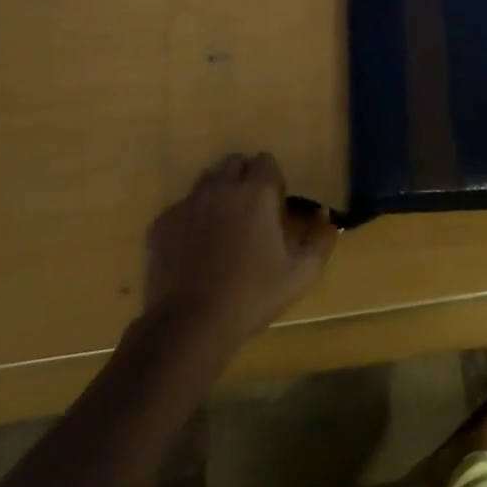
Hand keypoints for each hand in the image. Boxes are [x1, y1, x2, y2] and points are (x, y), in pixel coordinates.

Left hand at [144, 152, 339, 344]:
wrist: (189, 325)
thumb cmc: (252, 296)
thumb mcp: (300, 274)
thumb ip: (320, 240)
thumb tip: (325, 216)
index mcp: (256, 193)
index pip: (266, 161)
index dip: (273, 181)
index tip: (274, 207)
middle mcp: (221, 188)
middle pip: (234, 163)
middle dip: (244, 179)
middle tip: (249, 214)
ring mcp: (187, 203)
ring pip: (206, 182)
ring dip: (218, 195)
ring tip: (222, 229)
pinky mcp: (162, 223)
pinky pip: (182, 207)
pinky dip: (191, 219)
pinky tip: (195, 250)